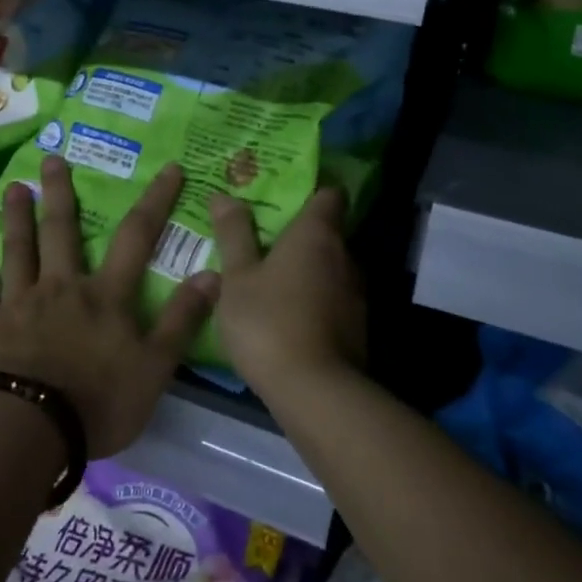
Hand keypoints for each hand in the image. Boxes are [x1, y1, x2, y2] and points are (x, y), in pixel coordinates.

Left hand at [0, 156, 216, 457]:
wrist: (27, 430)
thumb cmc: (97, 401)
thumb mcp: (155, 367)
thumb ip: (182, 320)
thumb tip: (213, 273)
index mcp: (106, 296)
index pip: (137, 237)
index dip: (155, 201)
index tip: (169, 168)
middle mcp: (62, 287)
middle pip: (62, 231)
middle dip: (59, 193)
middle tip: (51, 158)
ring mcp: (21, 303)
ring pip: (19, 250)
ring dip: (16, 218)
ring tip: (12, 188)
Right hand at [207, 187, 365, 396]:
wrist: (316, 392)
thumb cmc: (270, 321)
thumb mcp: (237, 277)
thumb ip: (233, 234)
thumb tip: (224, 195)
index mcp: (317, 234)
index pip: (329, 193)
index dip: (310, 189)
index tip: (282, 193)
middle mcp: (345, 255)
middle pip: (326, 231)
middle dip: (298, 232)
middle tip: (262, 236)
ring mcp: (356, 293)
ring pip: (329, 267)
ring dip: (305, 269)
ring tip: (269, 277)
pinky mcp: (357, 326)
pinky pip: (332, 297)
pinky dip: (313, 298)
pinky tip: (285, 314)